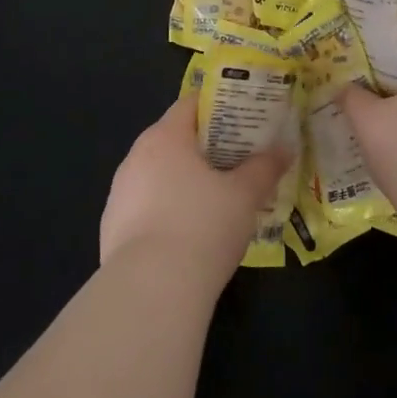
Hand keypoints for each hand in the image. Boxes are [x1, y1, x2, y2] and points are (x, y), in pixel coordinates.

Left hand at [99, 91, 289, 290]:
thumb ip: (265, 167)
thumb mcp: (245, 195)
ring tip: (217, 199)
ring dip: (184, 181)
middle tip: (239, 158)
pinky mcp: (111, 230)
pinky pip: (146, 207)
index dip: (220, 107)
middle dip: (206, 147)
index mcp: (165, 137)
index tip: (244, 119)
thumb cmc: (202, 227)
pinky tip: (189, 235)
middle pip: (174, 139)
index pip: (191, 104)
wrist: (150, 293)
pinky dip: (167, 211)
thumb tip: (285, 149)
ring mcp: (119, 195)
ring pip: (159, 175)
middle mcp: (135, 158)